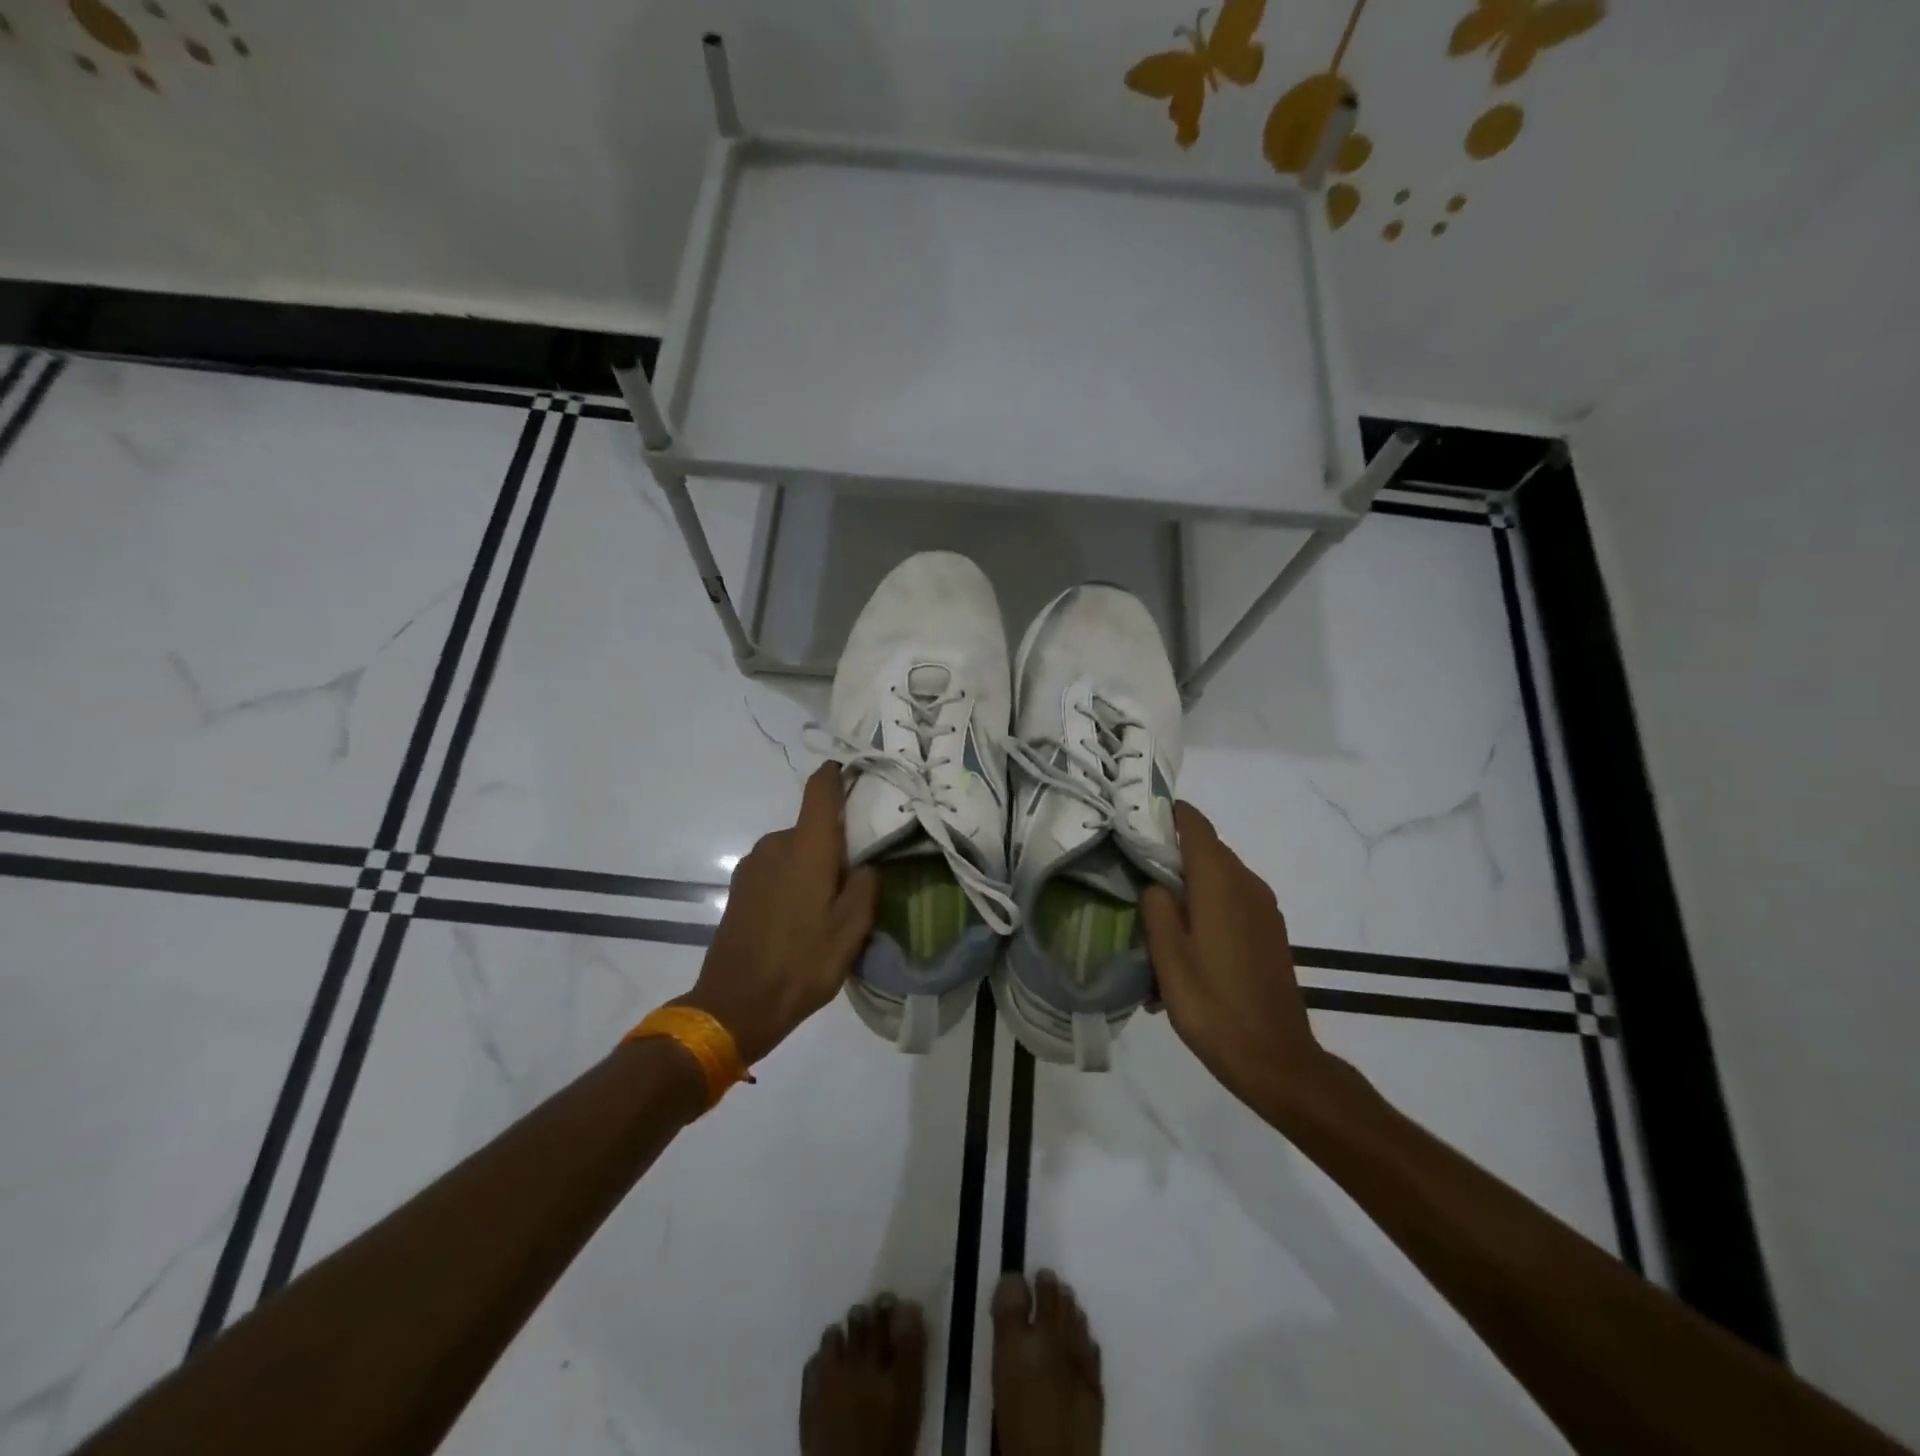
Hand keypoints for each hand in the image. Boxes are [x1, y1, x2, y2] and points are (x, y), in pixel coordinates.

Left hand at [677, 764, 877, 1065]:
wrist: (735, 1005)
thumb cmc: (801, 963)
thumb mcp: (851, 930)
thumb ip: (864, 886)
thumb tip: (863, 865)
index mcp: (806, 847)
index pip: (820, 789)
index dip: (837, 775)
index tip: (856, 775)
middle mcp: (776, 844)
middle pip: (812, 827)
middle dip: (835, 844)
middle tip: (856, 879)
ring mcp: (753, 865)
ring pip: (795, 851)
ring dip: (813, 867)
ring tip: (828, 907)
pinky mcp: (741, 887)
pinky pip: (777, 869)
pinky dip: (793, 882)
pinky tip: (800, 919)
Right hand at [1140, 803, 1339, 1116]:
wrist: (1276, 1059)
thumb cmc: (1212, 1004)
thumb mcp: (1168, 956)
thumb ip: (1156, 907)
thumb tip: (1155, 885)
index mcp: (1220, 881)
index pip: (1195, 825)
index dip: (1167, 814)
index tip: (1135, 817)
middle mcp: (1247, 885)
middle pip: (1206, 851)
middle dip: (1170, 855)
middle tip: (1131, 870)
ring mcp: (1264, 910)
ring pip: (1218, 880)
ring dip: (1188, 888)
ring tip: (1154, 919)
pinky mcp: (1270, 934)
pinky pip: (1232, 905)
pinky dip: (1206, 911)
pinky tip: (1184, 948)